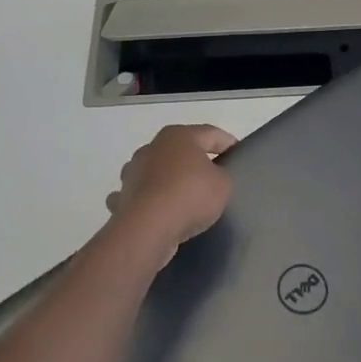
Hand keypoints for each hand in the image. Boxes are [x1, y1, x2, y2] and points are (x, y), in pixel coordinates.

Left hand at [104, 124, 234, 260]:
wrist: (147, 228)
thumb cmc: (190, 196)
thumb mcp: (223, 184)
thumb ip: (220, 174)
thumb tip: (208, 177)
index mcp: (178, 136)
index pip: (210, 133)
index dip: (227, 142)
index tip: (237, 153)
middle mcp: (152, 147)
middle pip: (180, 150)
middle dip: (195, 160)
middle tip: (213, 174)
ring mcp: (133, 171)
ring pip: (157, 170)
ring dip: (169, 178)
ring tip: (185, 196)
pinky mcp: (123, 196)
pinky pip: (142, 194)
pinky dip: (150, 199)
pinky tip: (159, 211)